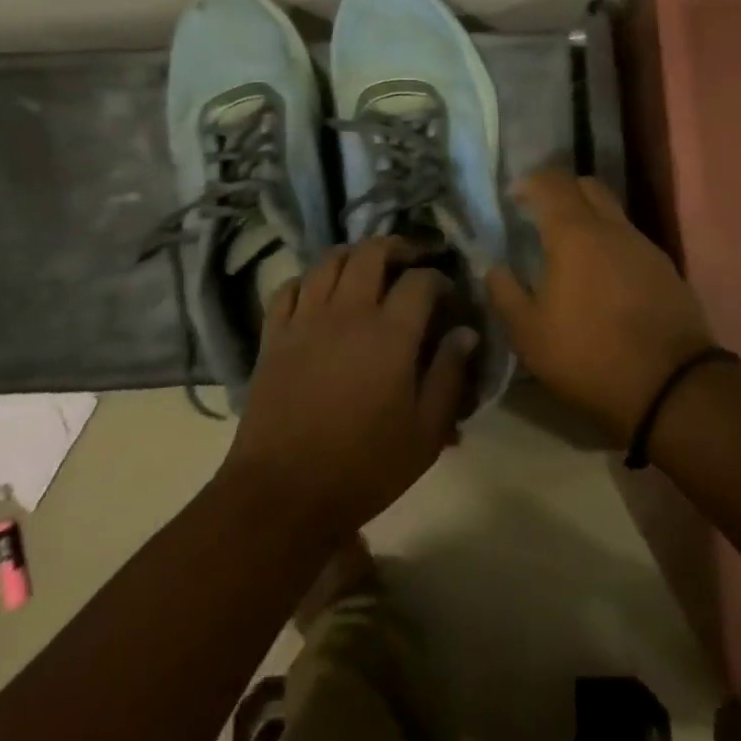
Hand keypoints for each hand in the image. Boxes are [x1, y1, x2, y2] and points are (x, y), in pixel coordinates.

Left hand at [220, 238, 476, 543]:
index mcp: (390, 334)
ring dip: (353, 254)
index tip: (446, 292)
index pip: (420, 281)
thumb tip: (466, 332)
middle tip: (409, 259)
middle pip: (371, 252)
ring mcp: (306, 319)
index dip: (438, 278)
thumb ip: (449, 376)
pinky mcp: (274, 334)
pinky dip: (309, 279)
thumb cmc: (363, 467)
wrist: (284, 494)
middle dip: (396, 247)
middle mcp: (348, 312)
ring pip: (329, 260)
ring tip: (366, 266)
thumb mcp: (425, 433)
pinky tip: (319, 291)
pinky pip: (290, 287)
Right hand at [486, 172, 714, 443]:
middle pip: (587, 186)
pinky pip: (631, 241)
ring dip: (589, 219)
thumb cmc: (589, 356)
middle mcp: (612, 228)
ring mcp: (644, 246)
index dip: (529, 182)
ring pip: (613, 213)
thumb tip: (493, 267)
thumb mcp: (529, 335)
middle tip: (542, 216)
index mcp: (574, 233)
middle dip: (562, 191)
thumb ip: (504, 293)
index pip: (551, 182)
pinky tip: (603, 279)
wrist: (673, 388)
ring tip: (571, 252)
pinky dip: (612, 245)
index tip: (513, 198)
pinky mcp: (666, 270)